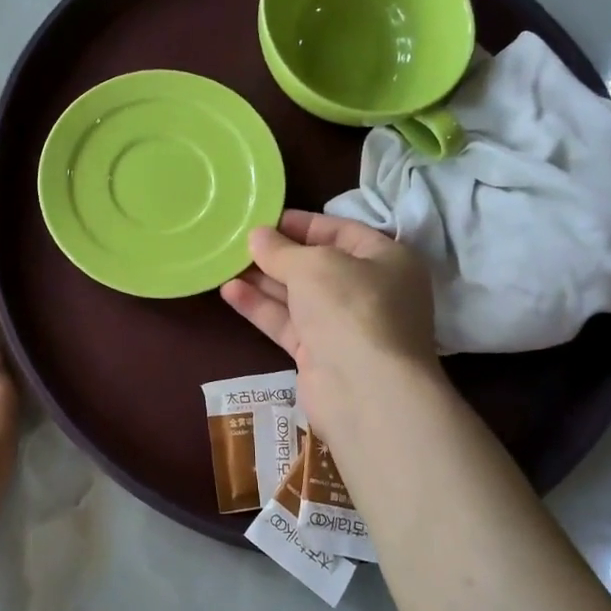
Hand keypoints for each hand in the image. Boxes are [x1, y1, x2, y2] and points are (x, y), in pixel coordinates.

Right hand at [220, 209, 438, 439]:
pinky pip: (287, 323)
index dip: (301, 224)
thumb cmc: (351, 308)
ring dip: (263, 280)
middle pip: (317, 265)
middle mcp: (369, 291)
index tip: (263, 219)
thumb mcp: (314, 265)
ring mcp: (344, 326)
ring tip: (224, 263)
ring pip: (298, 296)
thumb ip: (281, 250)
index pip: (341, 231)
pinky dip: (261, 307)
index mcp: (386, 259)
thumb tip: (257, 236)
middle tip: (237, 242)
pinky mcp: (320, 354)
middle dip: (277, 254)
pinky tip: (230, 291)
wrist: (365, 391)